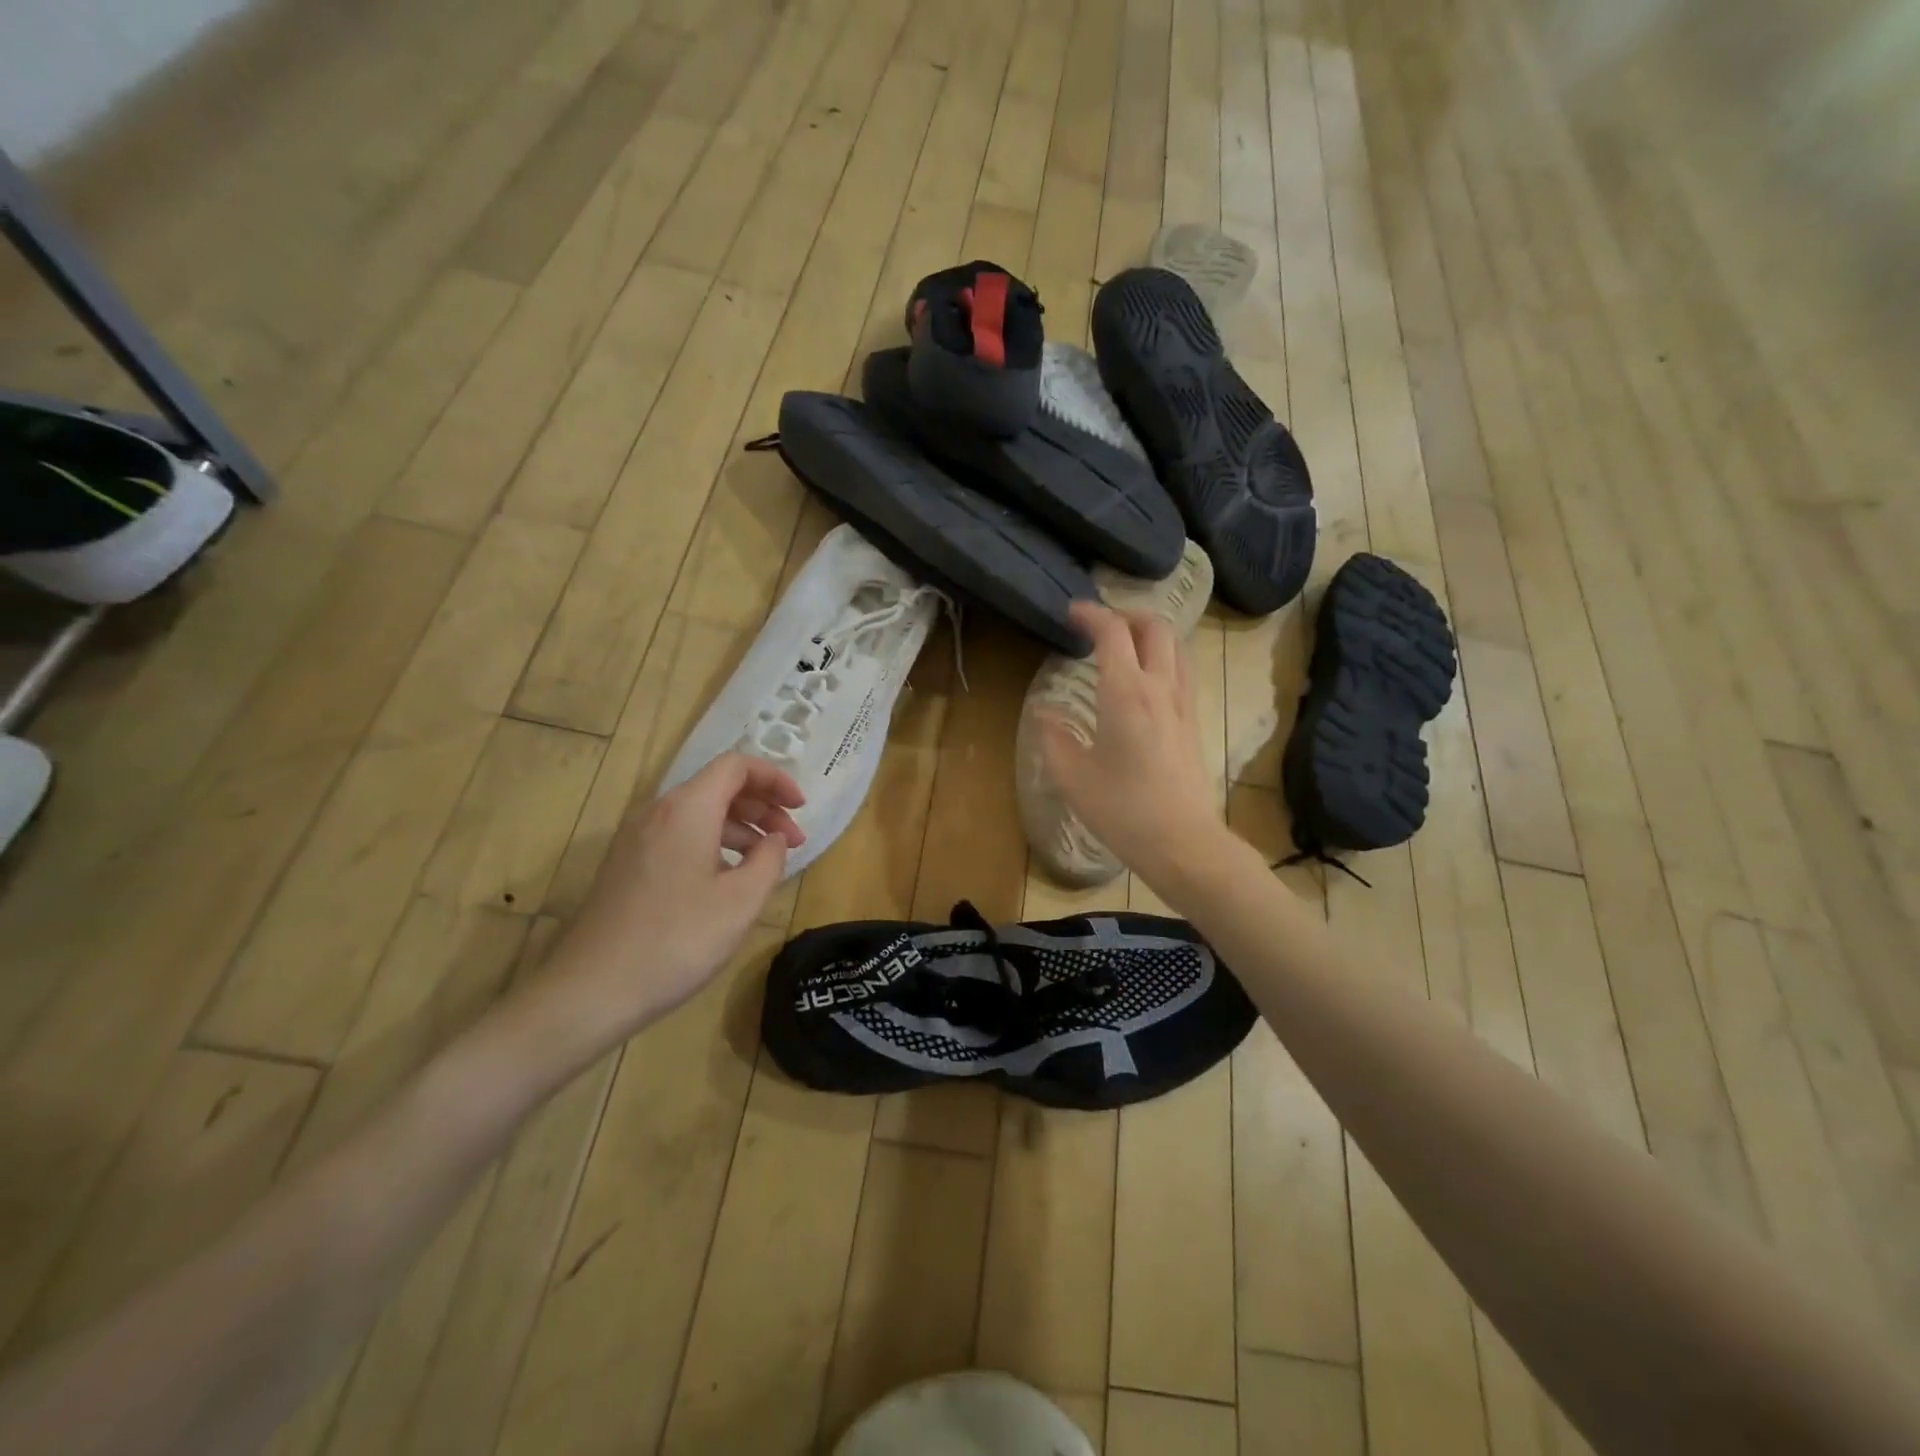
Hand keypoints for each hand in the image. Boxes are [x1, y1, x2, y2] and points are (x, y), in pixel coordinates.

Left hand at [544, 753, 805, 1040]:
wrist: (590, 990)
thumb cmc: (677, 939)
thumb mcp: (742, 901)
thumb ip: (770, 859)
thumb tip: (774, 840)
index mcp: (688, 809)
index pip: (737, 766)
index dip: (775, 779)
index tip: (801, 808)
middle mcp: (658, 812)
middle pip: (719, 787)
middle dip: (763, 806)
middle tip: (793, 840)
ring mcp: (637, 839)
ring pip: (700, 814)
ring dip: (741, 828)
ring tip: (767, 863)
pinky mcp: (627, 866)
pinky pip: (680, 836)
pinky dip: (714, 844)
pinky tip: (728, 881)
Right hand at [1038, 602, 1224, 882]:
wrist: (1183, 842)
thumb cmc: (1123, 810)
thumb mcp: (1073, 777)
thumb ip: (1053, 738)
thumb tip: (1043, 713)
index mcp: (1126, 693)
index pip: (1113, 632)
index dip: (1091, 614)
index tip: (1072, 612)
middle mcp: (1160, 688)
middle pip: (1155, 627)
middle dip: (1126, 615)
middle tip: (1099, 626)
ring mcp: (1183, 704)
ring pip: (1176, 646)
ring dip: (1150, 634)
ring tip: (1123, 646)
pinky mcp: (1194, 722)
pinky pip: (1182, 670)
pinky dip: (1163, 657)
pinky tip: (1144, 681)